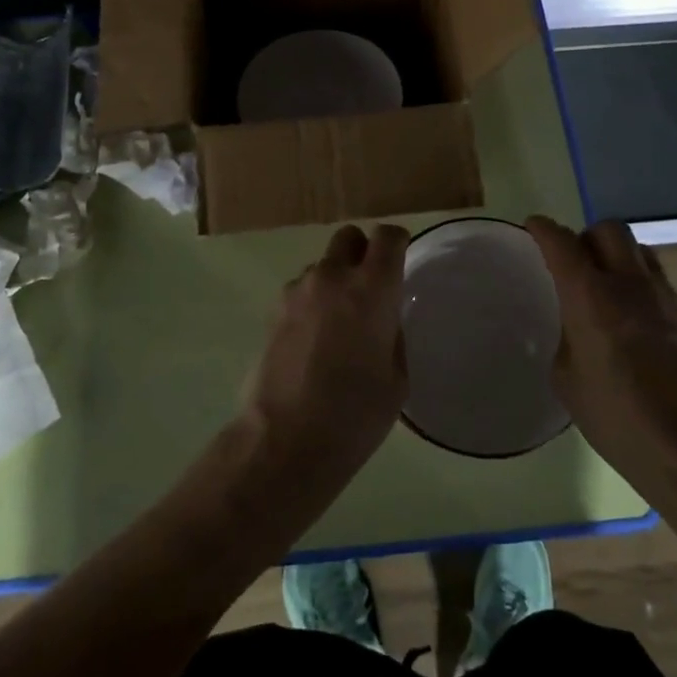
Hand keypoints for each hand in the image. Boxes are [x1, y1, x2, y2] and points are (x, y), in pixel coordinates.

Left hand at [241, 224, 410, 487]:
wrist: (285, 439)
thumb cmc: (354, 414)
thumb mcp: (396, 378)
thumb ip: (393, 333)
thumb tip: (383, 318)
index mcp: (372, 288)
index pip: (388, 237)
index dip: (397, 242)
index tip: (402, 260)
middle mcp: (333, 276)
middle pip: (349, 237)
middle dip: (363, 252)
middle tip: (370, 287)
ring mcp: (298, 290)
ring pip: (323, 265)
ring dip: (335, 280)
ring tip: (338, 323)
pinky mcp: (273, 309)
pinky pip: (302, 290)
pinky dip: (313, 301)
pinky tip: (314, 340)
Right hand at [525, 216, 676, 492]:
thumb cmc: (620, 421)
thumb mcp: (568, 381)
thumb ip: (567, 337)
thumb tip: (574, 326)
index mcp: (591, 297)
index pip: (561, 242)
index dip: (543, 229)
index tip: (533, 227)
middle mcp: (629, 284)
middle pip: (608, 229)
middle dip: (586, 237)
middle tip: (575, 262)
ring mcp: (665, 296)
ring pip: (638, 250)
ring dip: (617, 256)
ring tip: (607, 286)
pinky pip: (658, 280)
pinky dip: (639, 285)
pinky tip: (634, 320)